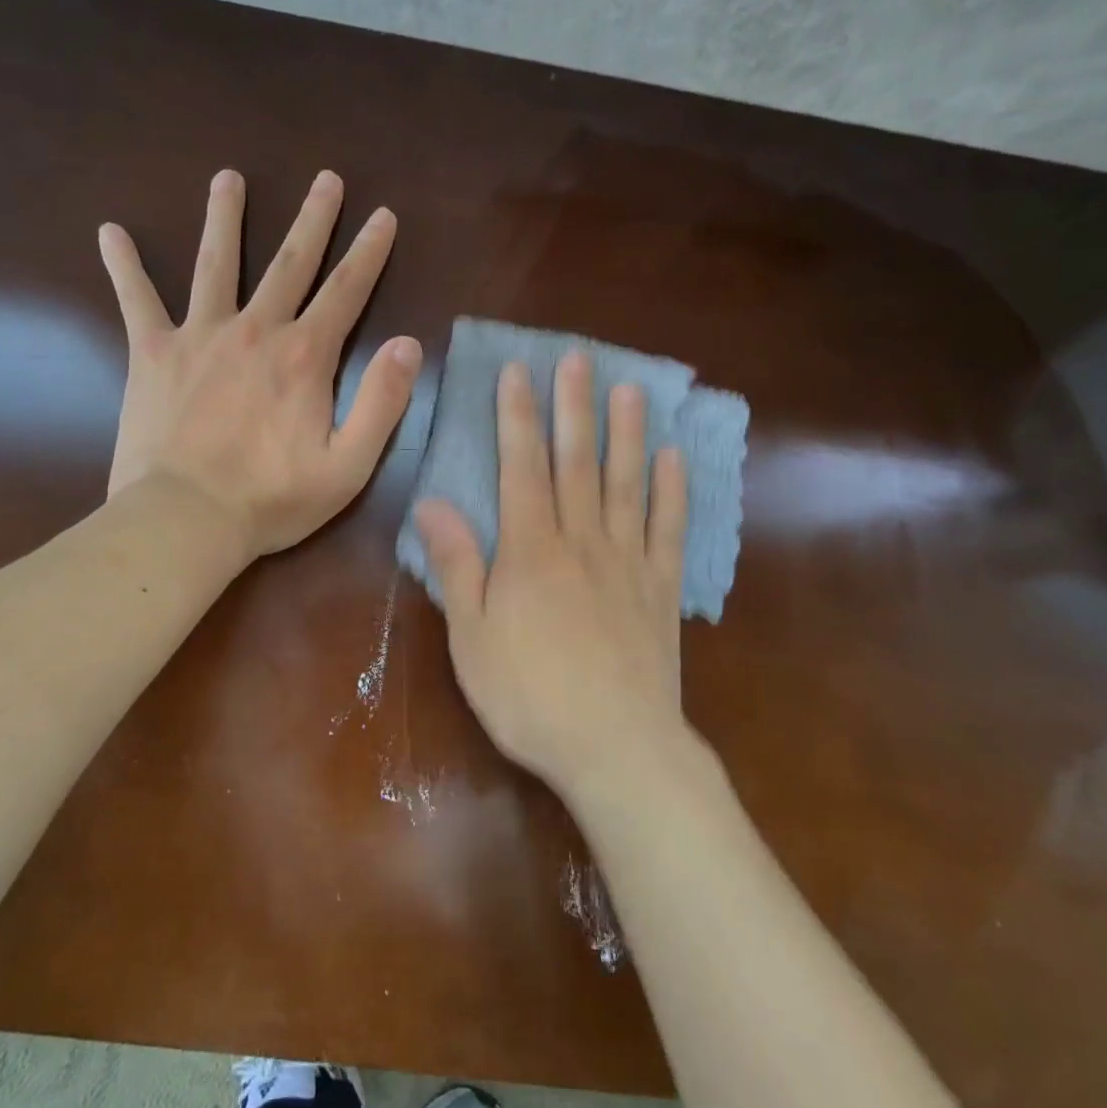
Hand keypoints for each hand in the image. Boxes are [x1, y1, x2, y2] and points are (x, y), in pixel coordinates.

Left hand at [100, 169, 421, 560]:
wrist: (185, 520)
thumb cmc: (272, 500)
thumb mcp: (349, 465)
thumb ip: (383, 402)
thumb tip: (409, 345)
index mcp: (305, 357)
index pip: (346, 291)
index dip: (369, 252)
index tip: (382, 216)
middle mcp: (255, 331)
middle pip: (289, 263)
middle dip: (313, 219)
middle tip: (326, 179)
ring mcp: (199, 336)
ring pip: (216, 264)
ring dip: (225, 218)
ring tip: (228, 179)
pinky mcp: (152, 354)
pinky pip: (136, 300)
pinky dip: (123, 266)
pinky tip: (110, 232)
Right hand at [413, 351, 689, 798]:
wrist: (616, 748)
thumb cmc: (530, 696)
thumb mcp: (473, 637)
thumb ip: (457, 565)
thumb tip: (432, 502)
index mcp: (531, 551)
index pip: (522, 468)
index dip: (517, 418)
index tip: (517, 373)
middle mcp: (582, 542)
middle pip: (577, 462)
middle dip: (573, 407)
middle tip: (578, 359)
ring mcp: (628, 562)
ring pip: (626, 484)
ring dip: (626, 434)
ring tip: (631, 389)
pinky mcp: (661, 589)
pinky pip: (668, 529)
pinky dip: (672, 491)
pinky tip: (674, 458)